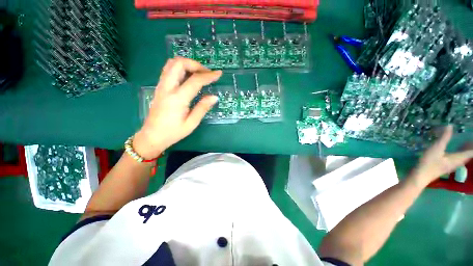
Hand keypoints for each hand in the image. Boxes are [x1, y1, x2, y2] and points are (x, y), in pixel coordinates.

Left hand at [133, 58, 221, 158]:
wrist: (152, 136)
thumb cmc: (173, 132)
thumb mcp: (191, 123)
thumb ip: (202, 108)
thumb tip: (214, 97)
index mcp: (177, 99)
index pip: (195, 81)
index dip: (208, 76)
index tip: (218, 74)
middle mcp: (167, 88)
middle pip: (179, 63)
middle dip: (195, 64)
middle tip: (206, 74)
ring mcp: (161, 86)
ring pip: (172, 64)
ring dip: (187, 65)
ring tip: (198, 74)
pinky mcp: (160, 88)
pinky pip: (169, 70)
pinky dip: (180, 69)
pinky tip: (188, 77)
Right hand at [410, 125, 472, 186]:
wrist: (420, 175)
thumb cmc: (429, 162)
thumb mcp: (436, 148)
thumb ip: (444, 137)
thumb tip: (450, 126)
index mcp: (458, 158)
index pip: (471, 152)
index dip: (472, 145)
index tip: (471, 138)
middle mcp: (458, 162)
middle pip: (469, 154)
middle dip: (470, 147)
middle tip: (468, 139)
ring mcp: (453, 165)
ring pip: (464, 157)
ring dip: (466, 150)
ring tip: (465, 143)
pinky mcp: (447, 166)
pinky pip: (458, 158)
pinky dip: (460, 152)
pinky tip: (455, 150)